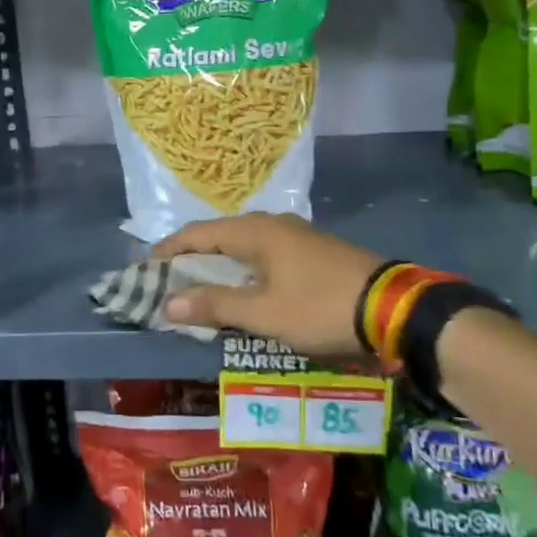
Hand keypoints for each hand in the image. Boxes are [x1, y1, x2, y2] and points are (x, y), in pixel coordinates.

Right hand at [152, 212, 382, 357]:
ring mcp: (295, 235)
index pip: (198, 234)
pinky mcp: (312, 250)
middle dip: (191, 258)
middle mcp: (271, 224)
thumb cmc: (319, 306)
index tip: (145, 268)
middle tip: (169, 282)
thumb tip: (168, 302)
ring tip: (200, 289)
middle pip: (219, 236)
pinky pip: (263, 254)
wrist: (391, 306)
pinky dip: (243, 269)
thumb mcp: (264, 313)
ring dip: (218, 265)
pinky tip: (244, 290)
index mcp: (255, 232)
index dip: (169, 250)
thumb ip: (215, 305)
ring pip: (242, 245)